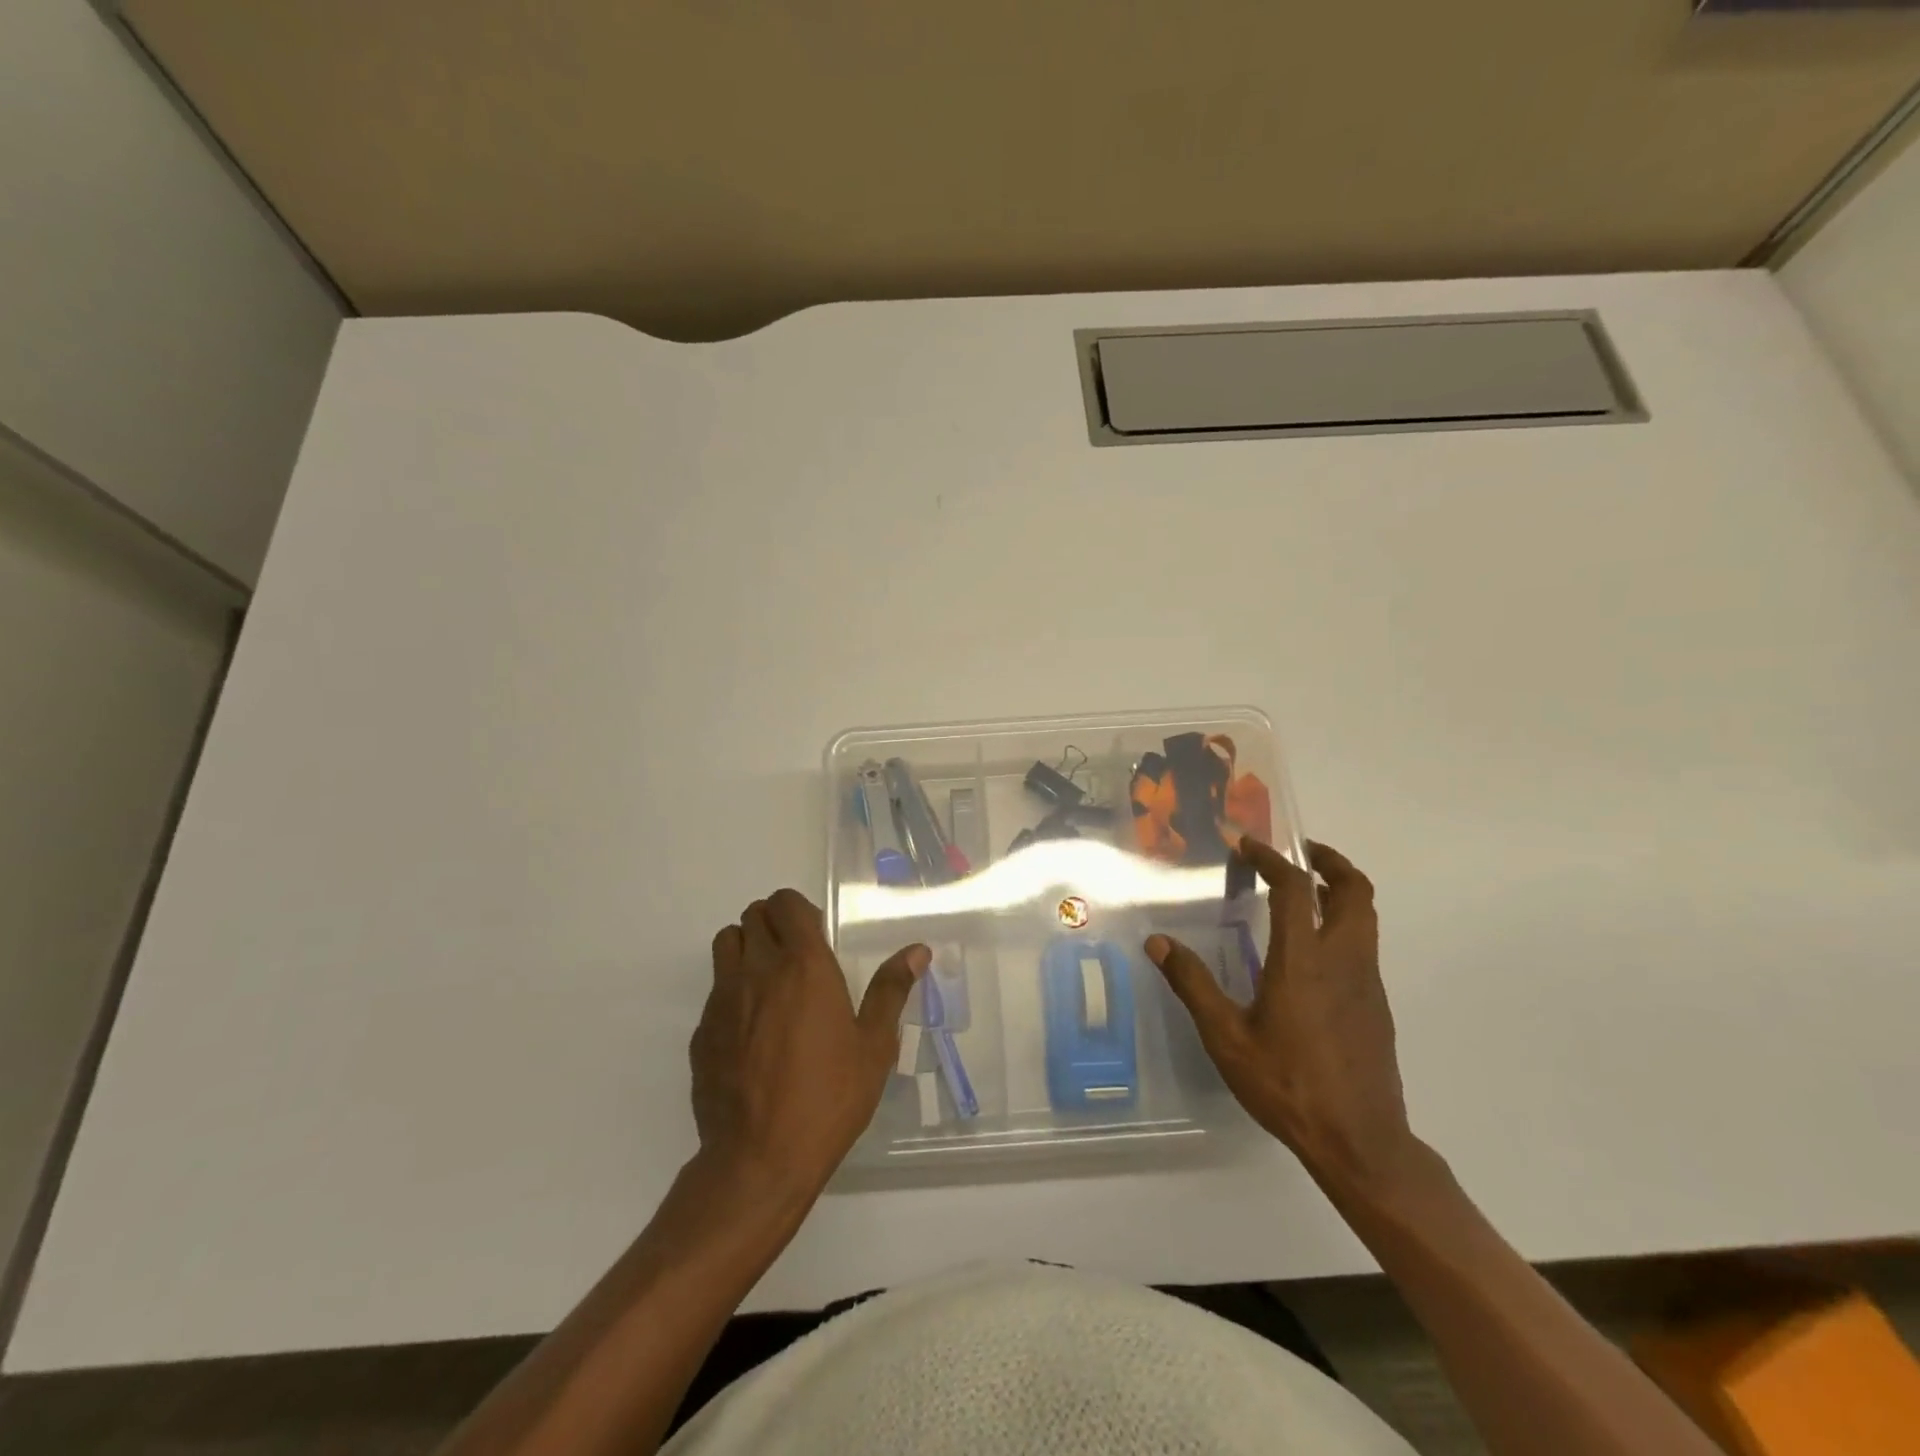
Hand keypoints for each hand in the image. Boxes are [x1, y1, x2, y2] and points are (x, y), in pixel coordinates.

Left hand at [692, 888, 927, 1196]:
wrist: (758, 1160)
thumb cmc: (828, 1097)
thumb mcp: (873, 1046)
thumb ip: (891, 990)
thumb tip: (917, 951)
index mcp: (803, 966)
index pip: (786, 903)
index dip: (799, 909)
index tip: (816, 934)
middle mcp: (758, 970)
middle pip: (753, 915)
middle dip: (774, 923)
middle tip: (796, 956)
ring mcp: (722, 999)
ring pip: (726, 943)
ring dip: (747, 947)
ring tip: (770, 982)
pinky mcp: (701, 1030)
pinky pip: (714, 989)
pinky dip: (732, 991)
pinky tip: (751, 1031)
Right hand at [1146, 839, 1413, 1192]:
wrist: (1360, 1142)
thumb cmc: (1287, 1084)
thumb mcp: (1226, 1037)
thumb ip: (1192, 984)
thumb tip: (1157, 943)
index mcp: (1304, 960)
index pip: (1295, 888)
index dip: (1272, 858)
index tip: (1247, 845)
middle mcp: (1344, 960)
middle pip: (1355, 891)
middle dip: (1329, 862)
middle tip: (1299, 853)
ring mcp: (1368, 982)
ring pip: (1366, 917)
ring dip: (1340, 892)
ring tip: (1304, 892)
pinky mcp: (1377, 1005)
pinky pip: (1365, 946)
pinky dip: (1343, 925)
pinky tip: (1312, 951)